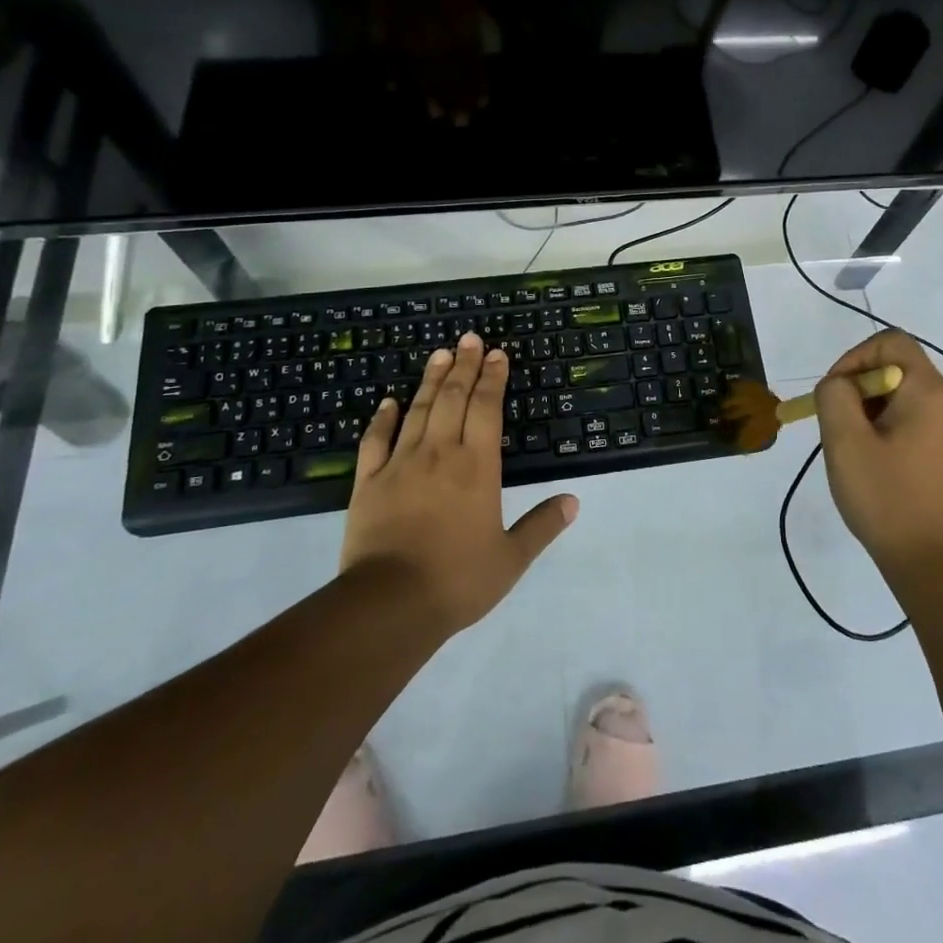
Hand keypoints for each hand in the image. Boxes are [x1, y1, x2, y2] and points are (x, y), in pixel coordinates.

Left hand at [339, 333, 577, 632]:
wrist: (389, 603)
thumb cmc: (458, 579)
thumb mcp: (511, 558)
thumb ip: (542, 525)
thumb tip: (573, 501)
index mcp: (477, 466)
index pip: (487, 408)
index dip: (493, 378)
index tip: (497, 354)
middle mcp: (440, 453)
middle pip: (454, 398)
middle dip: (464, 366)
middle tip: (469, 339)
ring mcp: (400, 464)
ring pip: (418, 410)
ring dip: (431, 380)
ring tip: (439, 354)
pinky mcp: (369, 482)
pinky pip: (376, 440)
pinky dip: (383, 418)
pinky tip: (388, 401)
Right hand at [813, 330, 942, 583]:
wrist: (941, 566)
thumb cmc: (889, 500)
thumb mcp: (845, 443)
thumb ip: (834, 396)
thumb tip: (840, 384)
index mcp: (932, 392)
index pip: (891, 342)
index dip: (855, 358)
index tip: (835, 393)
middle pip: (900, 370)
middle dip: (862, 391)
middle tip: (841, 429)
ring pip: (911, 398)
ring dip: (877, 413)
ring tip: (860, 452)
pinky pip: (925, 423)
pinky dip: (898, 431)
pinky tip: (885, 468)